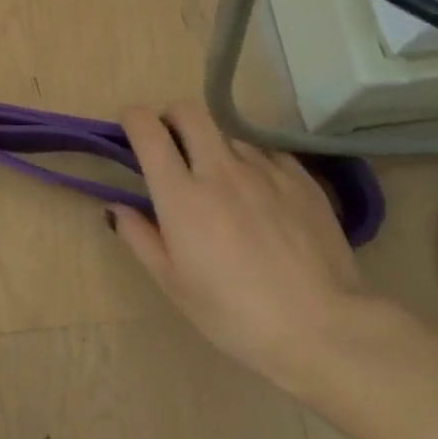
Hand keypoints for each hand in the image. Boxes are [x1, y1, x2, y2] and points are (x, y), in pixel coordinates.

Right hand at [110, 99, 369, 384]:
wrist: (321, 326)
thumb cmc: (232, 313)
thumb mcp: (173, 282)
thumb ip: (139, 237)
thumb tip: (116, 208)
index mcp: (181, 195)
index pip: (148, 130)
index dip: (133, 120)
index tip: (130, 130)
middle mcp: (220, 170)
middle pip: (189, 112)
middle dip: (171, 118)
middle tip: (170, 147)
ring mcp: (266, 170)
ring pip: (228, 132)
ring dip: (213, 144)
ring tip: (219, 179)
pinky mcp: (302, 178)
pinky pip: (266, 151)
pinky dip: (251, 160)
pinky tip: (258, 192)